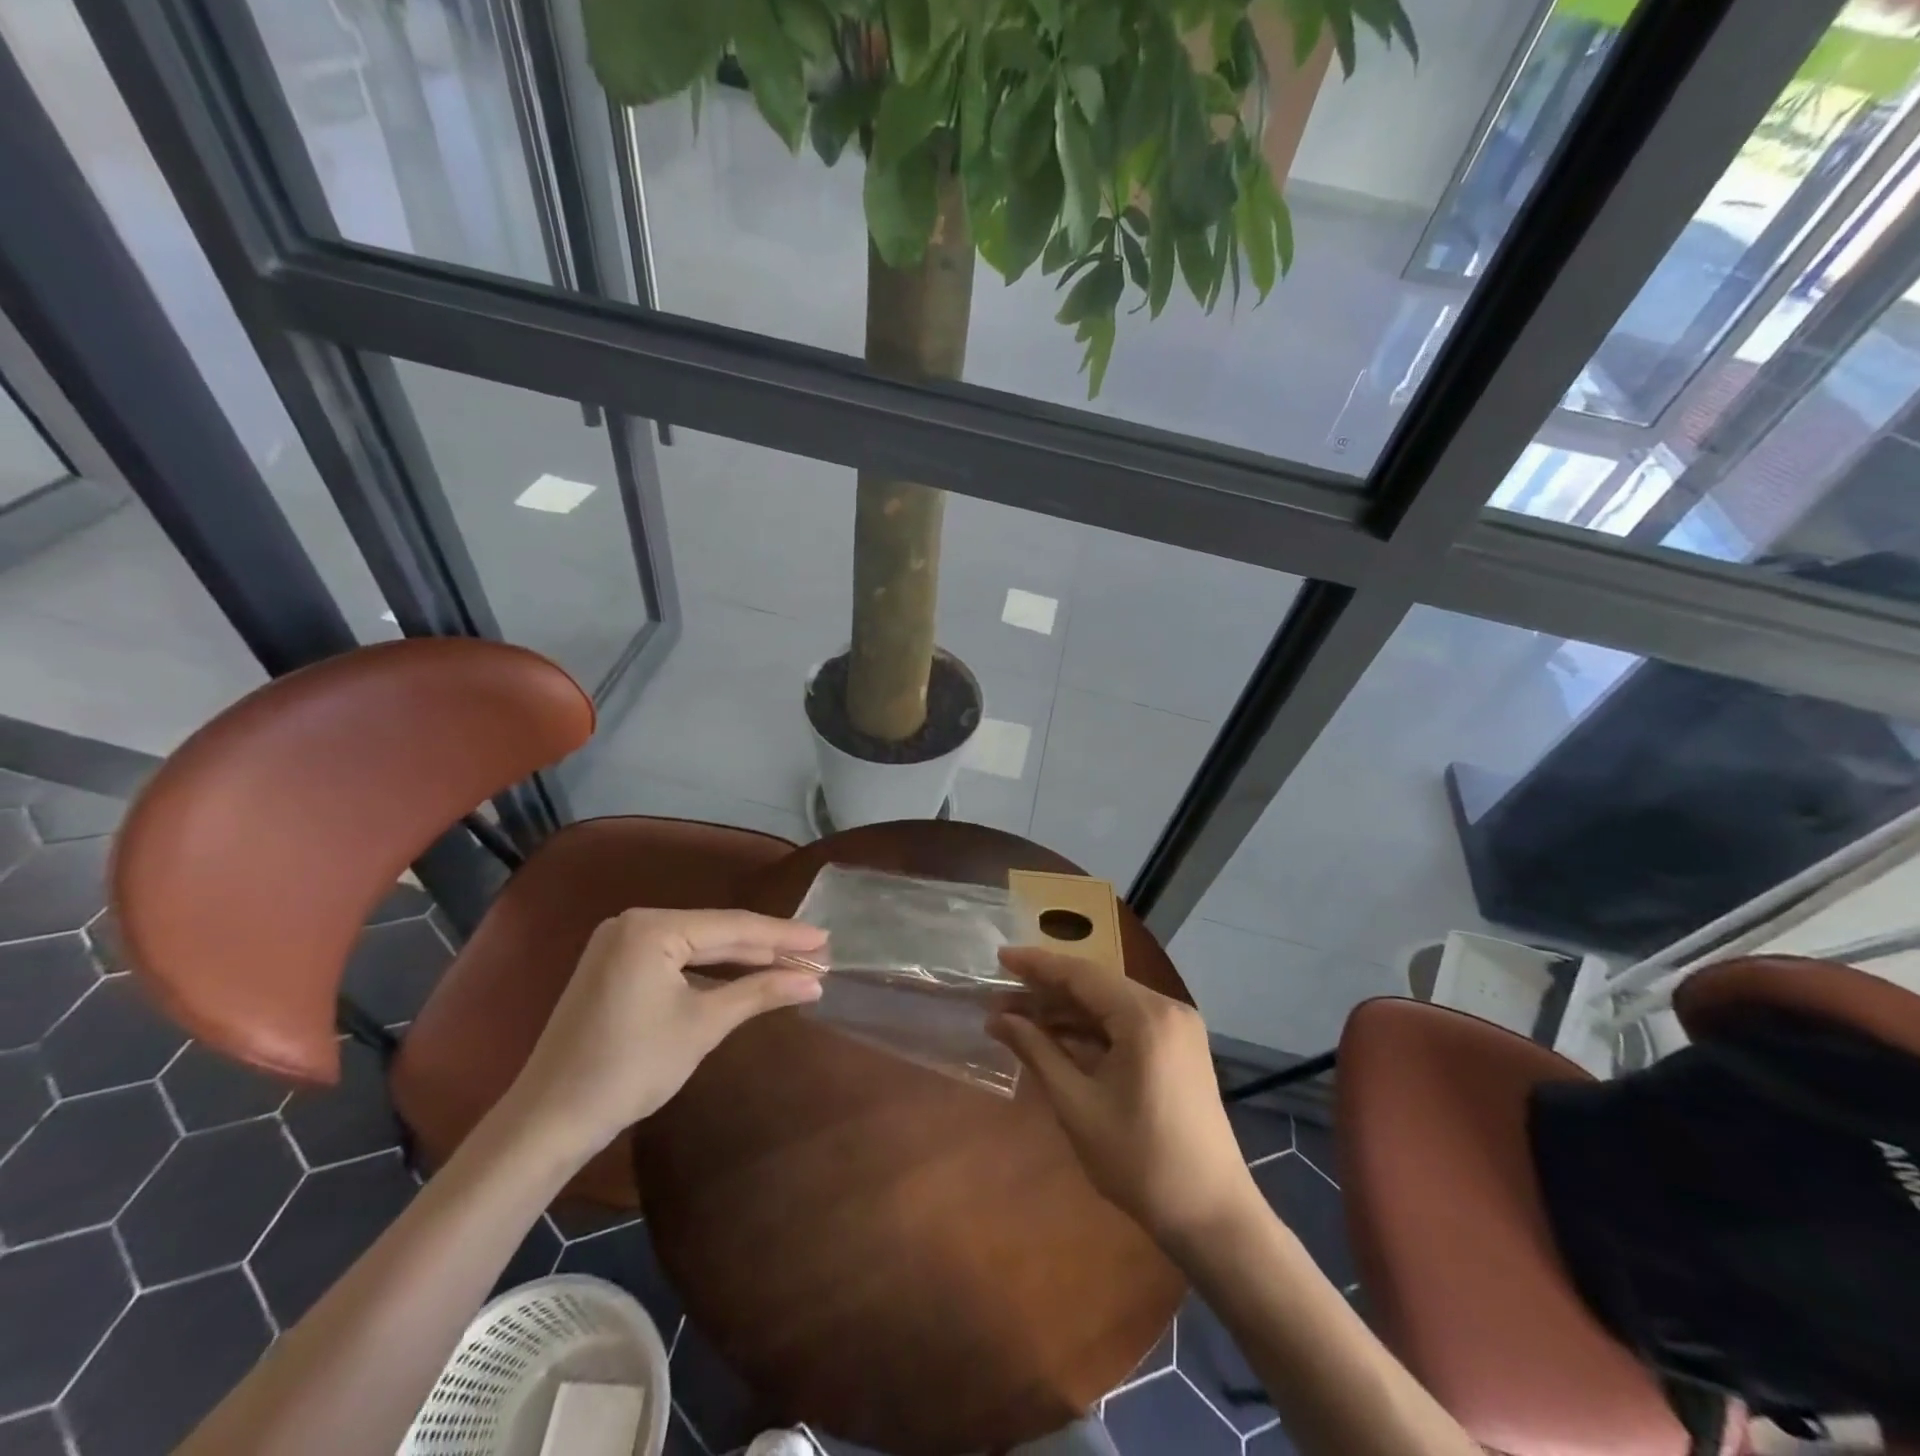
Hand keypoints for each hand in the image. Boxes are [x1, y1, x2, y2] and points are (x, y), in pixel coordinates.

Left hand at [501, 909, 825, 1157]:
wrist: (549, 1121)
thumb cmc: (630, 1067)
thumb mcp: (703, 1025)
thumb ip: (761, 992)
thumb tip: (815, 981)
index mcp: (651, 927)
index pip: (733, 926)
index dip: (783, 935)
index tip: (825, 940)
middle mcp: (633, 923)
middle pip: (716, 932)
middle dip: (766, 947)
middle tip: (816, 952)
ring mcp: (620, 945)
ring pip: (697, 947)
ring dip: (741, 960)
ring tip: (790, 964)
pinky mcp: (615, 968)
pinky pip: (675, 961)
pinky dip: (710, 972)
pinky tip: (742, 978)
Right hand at [989, 948, 1254, 1242]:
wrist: (1212, 1216)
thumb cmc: (1140, 1161)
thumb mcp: (1077, 1105)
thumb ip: (1037, 1052)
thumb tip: (998, 1019)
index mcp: (1145, 1016)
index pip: (1081, 974)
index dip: (1036, 965)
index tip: (999, 957)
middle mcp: (1166, 1008)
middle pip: (1095, 985)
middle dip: (1046, 990)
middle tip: (999, 997)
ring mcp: (1177, 1027)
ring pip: (1110, 1004)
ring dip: (1066, 1010)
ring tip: (1018, 1017)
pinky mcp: (1179, 1048)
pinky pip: (1127, 1023)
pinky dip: (1092, 1028)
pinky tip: (1057, 1036)